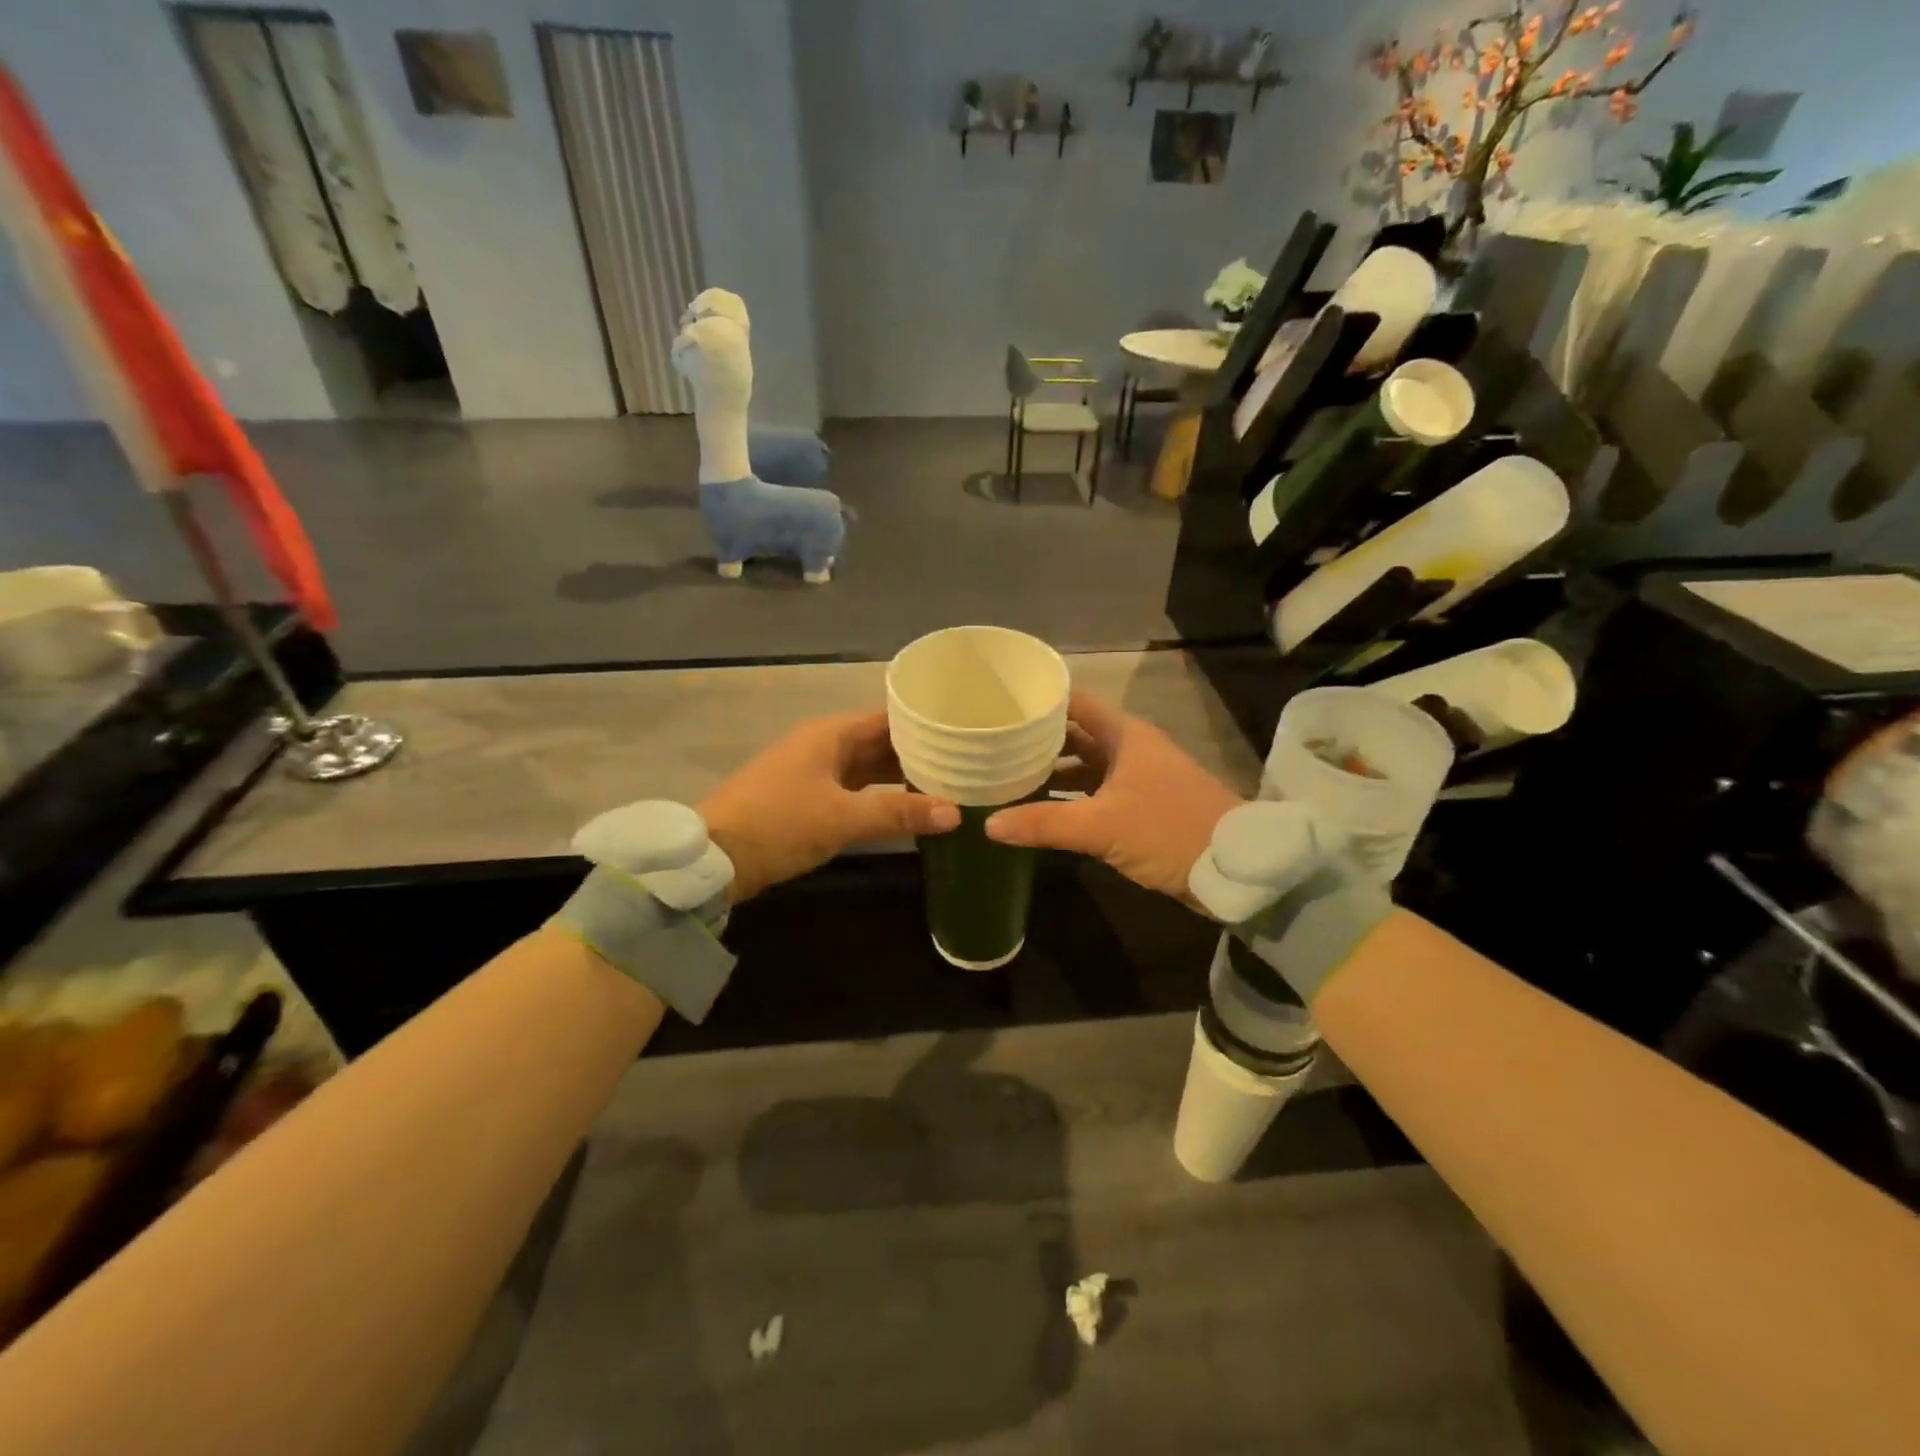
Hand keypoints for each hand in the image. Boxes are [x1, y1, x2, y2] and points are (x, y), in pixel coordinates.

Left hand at [700, 712, 958, 901]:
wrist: (713, 857)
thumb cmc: (779, 824)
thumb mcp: (841, 818)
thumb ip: (898, 813)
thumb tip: (955, 812)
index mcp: (830, 734)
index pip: (888, 717)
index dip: (925, 722)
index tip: (962, 730)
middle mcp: (824, 744)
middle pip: (880, 741)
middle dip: (919, 752)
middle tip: (966, 762)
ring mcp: (814, 771)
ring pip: (868, 767)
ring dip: (900, 776)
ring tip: (947, 784)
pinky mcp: (808, 797)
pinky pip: (855, 788)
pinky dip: (880, 795)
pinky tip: (907, 808)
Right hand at [984, 692, 1243, 905]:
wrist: (1236, 868)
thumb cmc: (1168, 830)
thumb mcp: (1101, 826)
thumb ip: (1044, 823)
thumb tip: (988, 824)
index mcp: (1124, 735)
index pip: (1075, 704)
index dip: (1041, 703)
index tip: (1002, 709)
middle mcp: (1130, 748)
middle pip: (1076, 735)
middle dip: (1039, 742)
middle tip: (994, 749)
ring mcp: (1138, 778)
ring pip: (1086, 766)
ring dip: (1054, 773)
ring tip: (1008, 781)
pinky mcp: (1143, 806)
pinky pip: (1097, 793)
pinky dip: (1071, 798)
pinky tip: (1044, 812)